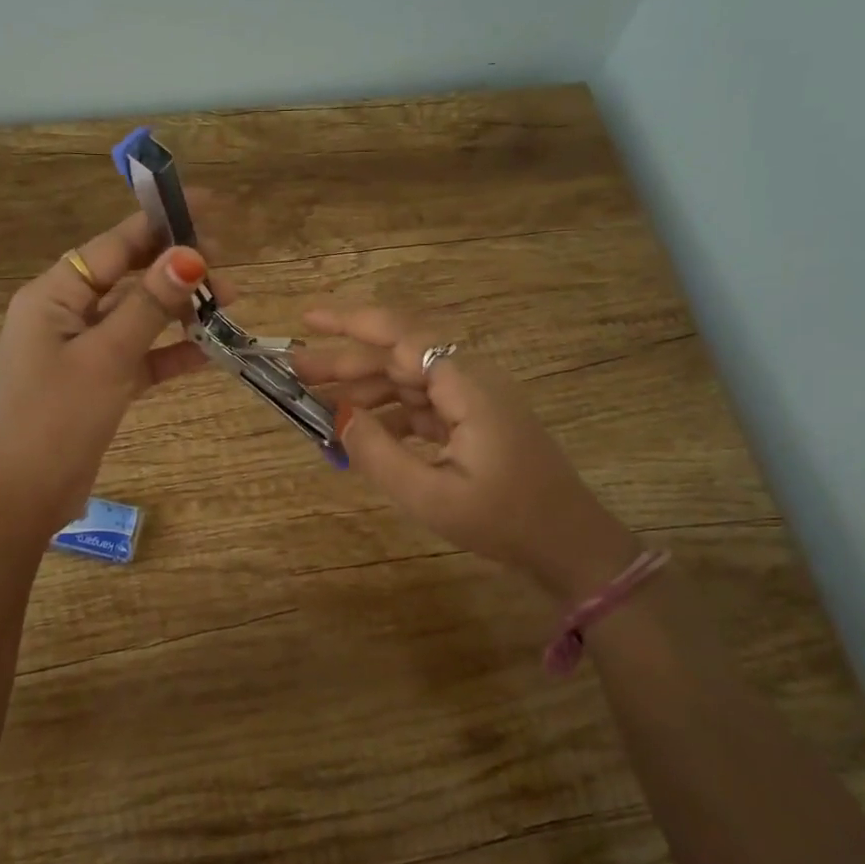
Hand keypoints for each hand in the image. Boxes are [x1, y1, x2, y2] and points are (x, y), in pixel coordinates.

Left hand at [0, 212, 210, 536]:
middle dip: (176, 270)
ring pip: (137, 317)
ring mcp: (81, 350)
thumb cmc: (54, 419)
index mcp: (53, 295)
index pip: (114, 245)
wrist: (19, 498)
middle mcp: (65, 314)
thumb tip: (190, 255)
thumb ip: (149, 306)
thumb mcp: (106, 357)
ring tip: (229, 304)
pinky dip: (170, 353)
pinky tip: (210, 352)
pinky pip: (139, 356)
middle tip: (228, 266)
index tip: (206, 207)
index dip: (160, 224)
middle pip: (128, 277)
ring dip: (179, 311)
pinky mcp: (96, 383)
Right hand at [294, 305, 638, 603]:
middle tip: (296, 370)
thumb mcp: (431, 495)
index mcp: (466, 386)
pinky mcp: (473, 422)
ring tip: (317, 402)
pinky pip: (422, 405)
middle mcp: (469, 381)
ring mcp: (473, 401)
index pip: (401, 336)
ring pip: (407, 380)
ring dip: (363, 388)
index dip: (352, 322)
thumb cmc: (504, 521)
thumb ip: (377, 453)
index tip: (307, 319)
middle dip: (346, 360)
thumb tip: (336, 415)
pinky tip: (360, 429)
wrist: (569, 544)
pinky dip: (388, 414)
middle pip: (399, 355)